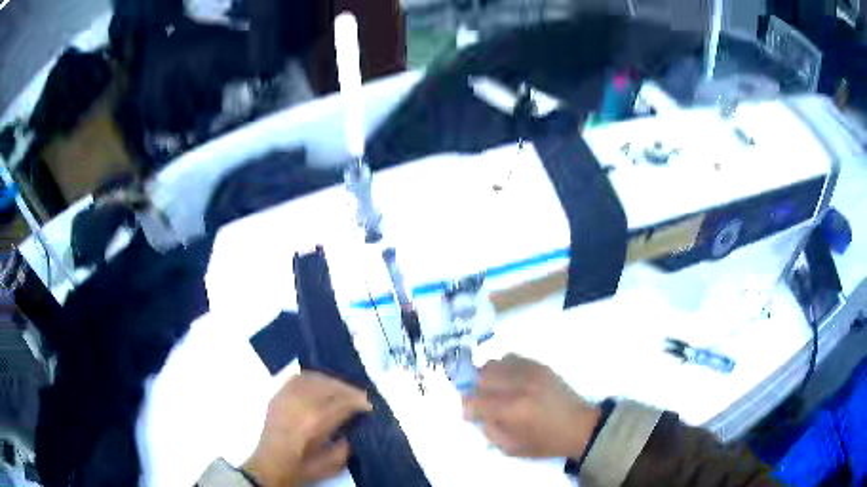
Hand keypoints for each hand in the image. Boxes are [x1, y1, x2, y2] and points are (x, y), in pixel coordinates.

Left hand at [243, 372, 372, 486]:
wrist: (268, 466)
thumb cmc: (301, 468)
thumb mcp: (331, 466)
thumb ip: (346, 447)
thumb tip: (352, 430)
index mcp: (316, 422)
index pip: (344, 402)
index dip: (361, 402)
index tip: (370, 406)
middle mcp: (302, 404)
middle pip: (331, 386)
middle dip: (350, 390)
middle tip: (361, 397)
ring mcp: (287, 397)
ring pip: (315, 379)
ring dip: (333, 382)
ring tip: (343, 390)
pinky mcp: (278, 396)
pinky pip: (298, 378)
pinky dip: (313, 378)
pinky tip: (320, 384)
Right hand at [463, 354, 599, 458]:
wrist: (580, 426)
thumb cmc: (546, 442)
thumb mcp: (511, 448)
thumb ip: (489, 430)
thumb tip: (477, 414)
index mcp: (513, 410)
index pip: (475, 400)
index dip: (468, 408)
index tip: (471, 415)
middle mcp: (520, 386)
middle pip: (481, 376)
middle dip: (474, 390)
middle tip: (481, 402)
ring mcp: (531, 372)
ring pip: (493, 364)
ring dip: (487, 377)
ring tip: (494, 390)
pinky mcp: (539, 365)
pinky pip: (510, 357)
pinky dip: (503, 368)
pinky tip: (508, 381)